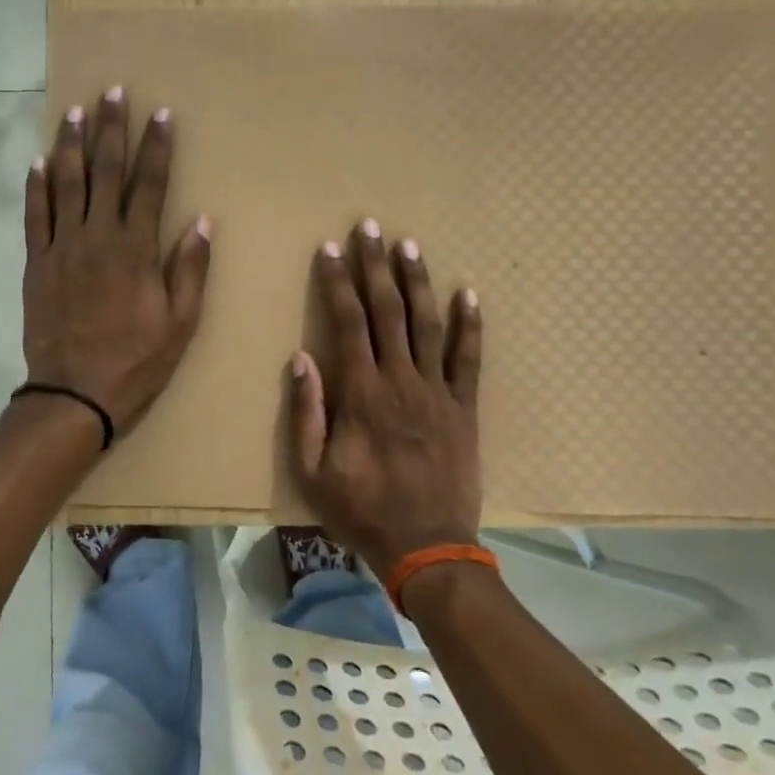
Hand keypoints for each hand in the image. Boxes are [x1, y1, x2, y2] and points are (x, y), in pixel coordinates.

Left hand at [23, 87, 212, 433]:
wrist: (74, 394)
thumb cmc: (135, 361)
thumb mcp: (180, 323)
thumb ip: (189, 269)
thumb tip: (202, 221)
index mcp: (136, 249)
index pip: (150, 184)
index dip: (156, 147)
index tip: (160, 114)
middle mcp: (97, 237)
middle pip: (105, 172)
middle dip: (112, 130)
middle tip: (114, 92)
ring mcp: (62, 247)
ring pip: (66, 184)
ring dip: (72, 145)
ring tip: (75, 112)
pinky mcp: (36, 263)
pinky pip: (34, 216)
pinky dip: (36, 187)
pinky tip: (39, 162)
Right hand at [288, 219, 483, 577]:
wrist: (427, 547)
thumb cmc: (361, 510)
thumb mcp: (312, 470)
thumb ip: (307, 412)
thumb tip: (303, 357)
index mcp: (361, 393)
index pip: (348, 322)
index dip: (338, 282)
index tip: (331, 248)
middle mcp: (401, 380)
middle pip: (388, 311)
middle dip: (376, 266)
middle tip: (371, 227)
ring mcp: (438, 392)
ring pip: (428, 325)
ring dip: (418, 282)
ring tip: (410, 246)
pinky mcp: (465, 408)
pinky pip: (470, 360)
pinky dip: (471, 325)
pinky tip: (468, 293)